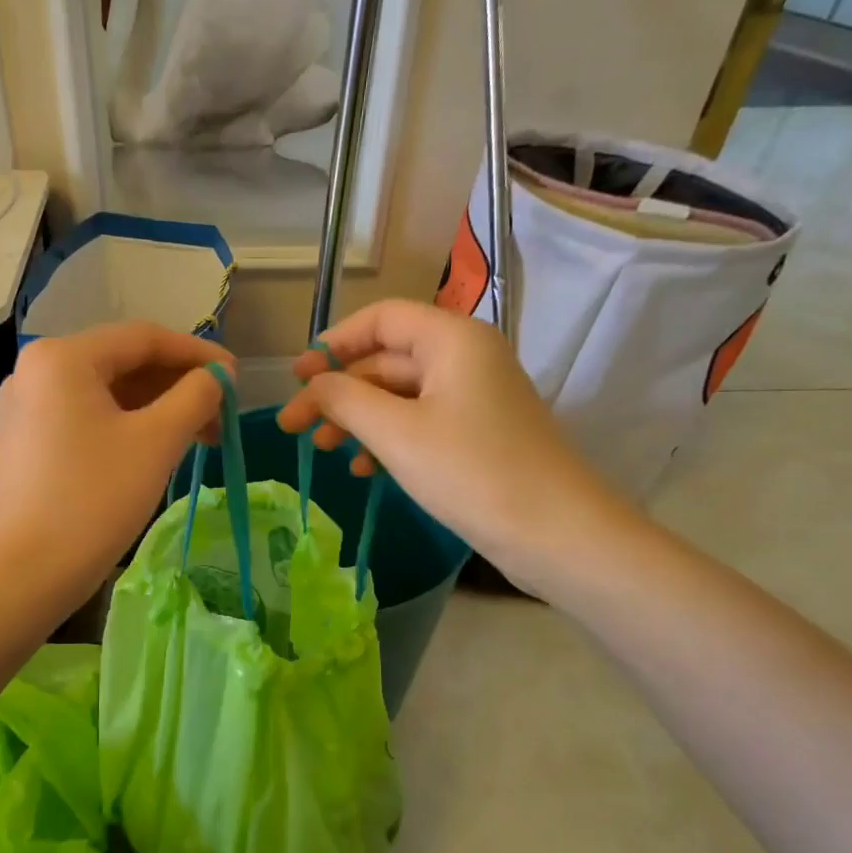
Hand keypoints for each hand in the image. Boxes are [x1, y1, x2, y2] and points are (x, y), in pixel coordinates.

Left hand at [0, 323, 230, 613]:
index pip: (144, 337)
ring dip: (158, 409)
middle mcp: (38, 370)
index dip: (198, 354)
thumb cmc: (92, 501)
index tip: (237, 379)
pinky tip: (161, 449)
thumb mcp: (155, 443)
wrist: (21, 576)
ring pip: (108, 394)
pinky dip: (129, 427)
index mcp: (63, 357)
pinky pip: (89, 418)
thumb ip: (195, 397)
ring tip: (202, 436)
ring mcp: (28, 408)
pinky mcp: (28, 442)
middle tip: (223, 415)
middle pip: (124, 363)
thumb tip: (218, 377)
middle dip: (178, 385)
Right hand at [277, 300, 633, 594]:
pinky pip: (420, 421)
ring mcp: (475, 397)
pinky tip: (364, 469)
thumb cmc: (472, 472)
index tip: (296, 377)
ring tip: (321, 450)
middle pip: (386, 359)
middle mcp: (466, 357)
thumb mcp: (396, 433)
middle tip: (295, 427)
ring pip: (400, 394)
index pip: (381, 318)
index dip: (333, 343)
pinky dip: (387, 438)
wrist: (556, 534)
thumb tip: (312, 385)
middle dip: (338, 391)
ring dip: (358, 418)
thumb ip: (345, 400)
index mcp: (452, 339)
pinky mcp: (478, 433)